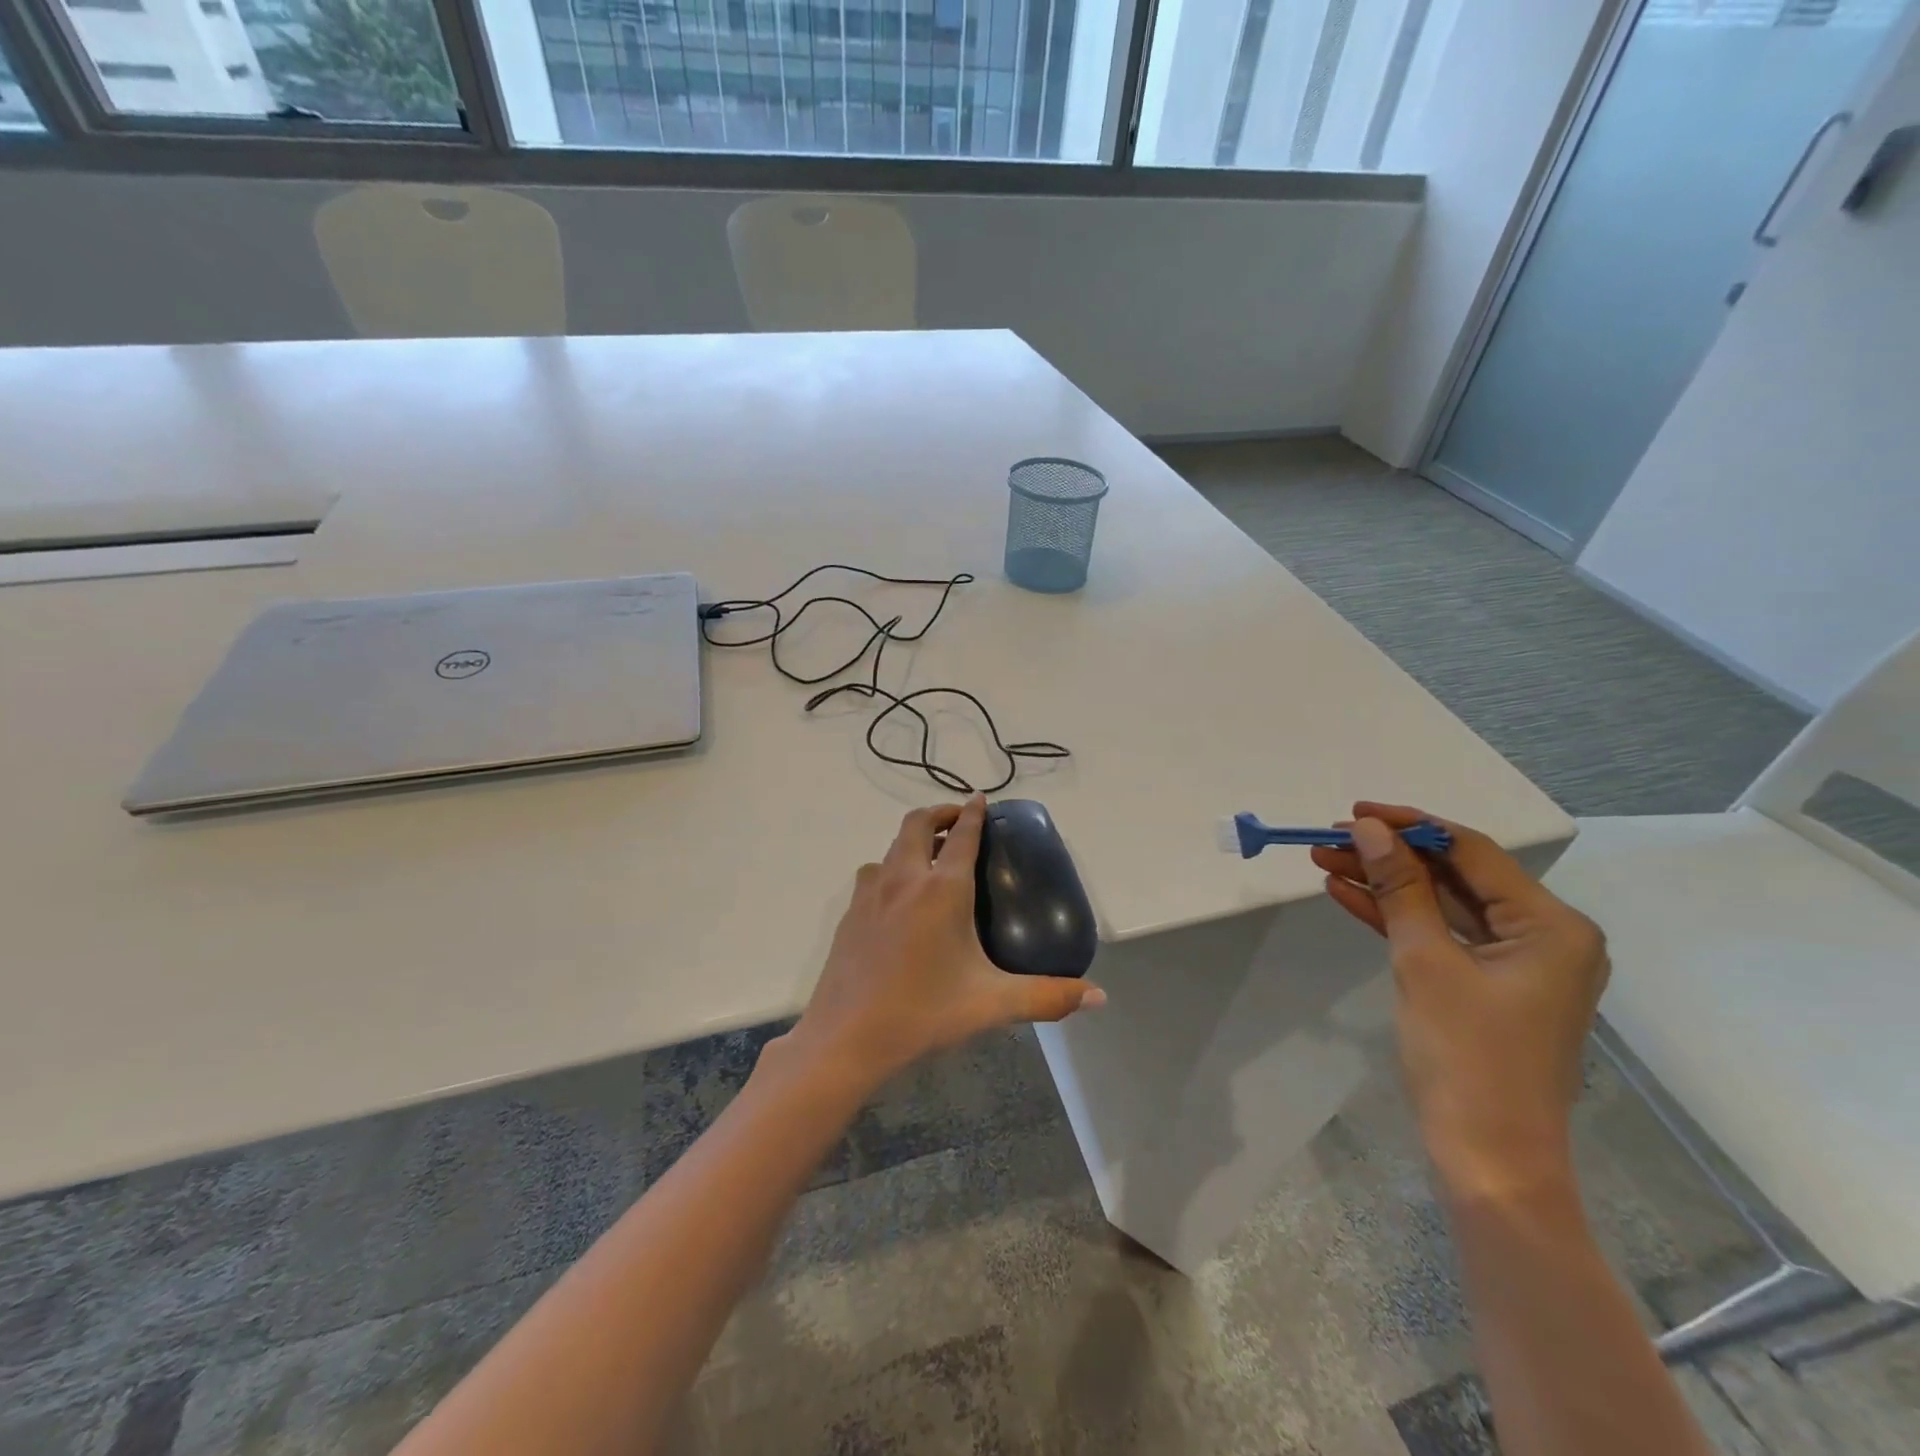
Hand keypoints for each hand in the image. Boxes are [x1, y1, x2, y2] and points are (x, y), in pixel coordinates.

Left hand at [781, 795, 1104, 1092]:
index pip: (962, 834)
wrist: (846, 1038)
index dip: (973, 812)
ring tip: (930, 856)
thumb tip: (1097, 997)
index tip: (981, 799)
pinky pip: (874, 873)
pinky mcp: (849, 912)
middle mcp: (904, 879)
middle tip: (958, 821)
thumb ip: (1048, 997)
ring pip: (892, 846)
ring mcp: (870, 893)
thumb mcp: (992, 1004)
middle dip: (939, 813)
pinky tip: (899, 898)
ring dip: (912, 838)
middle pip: (917, 823)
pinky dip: (891, 866)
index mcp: (942, 890)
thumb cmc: (923, 1013)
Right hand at [1312, 803, 1607, 1205]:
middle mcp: (1544, 936)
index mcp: (1552, 925)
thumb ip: (1399, 888)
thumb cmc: (1467, 1057)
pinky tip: (1347, 894)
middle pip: (1455, 875)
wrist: (1489, 1159)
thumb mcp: (1425, 961)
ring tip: (1325, 859)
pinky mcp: (1488, 985)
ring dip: (1385, 883)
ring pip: (1441, 903)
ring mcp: (1516, 963)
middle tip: (1329, 837)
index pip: (1472, 851)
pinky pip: (1439, 935)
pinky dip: (1395, 916)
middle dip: (1389, 855)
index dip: (1410, 826)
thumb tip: (1369, 829)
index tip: (1354, 811)